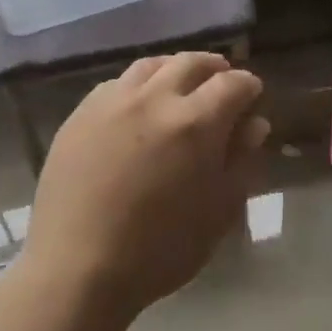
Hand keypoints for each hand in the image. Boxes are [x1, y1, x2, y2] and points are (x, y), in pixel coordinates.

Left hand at [21, 52, 268, 325]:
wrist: (78, 267)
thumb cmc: (160, 249)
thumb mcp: (218, 212)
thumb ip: (240, 162)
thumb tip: (253, 124)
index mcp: (196, 123)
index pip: (233, 84)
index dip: (249, 87)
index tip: (252, 96)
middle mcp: (154, 99)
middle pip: (191, 63)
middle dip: (214, 68)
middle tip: (223, 81)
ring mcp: (112, 102)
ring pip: (151, 66)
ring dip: (174, 69)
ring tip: (181, 85)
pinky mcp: (80, 115)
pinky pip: (116, 84)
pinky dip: (138, 85)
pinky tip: (138, 104)